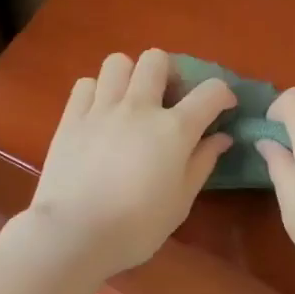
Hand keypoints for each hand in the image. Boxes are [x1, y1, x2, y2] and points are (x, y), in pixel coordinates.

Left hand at [23, 49, 234, 279]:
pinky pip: (86, 84)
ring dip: (130, 76)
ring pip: (118, 62)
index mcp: (174, 129)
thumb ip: (202, 163)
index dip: (223, 94)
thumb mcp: (181, 201)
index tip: (223, 108)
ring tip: (131, 101)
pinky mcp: (70, 118)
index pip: (210, 91)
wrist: (75, 233)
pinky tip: (100, 114)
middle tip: (169, 99)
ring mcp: (101, 109)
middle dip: (170, 73)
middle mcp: (139, 107)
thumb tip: (221, 137)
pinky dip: (97, 92)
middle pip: (157, 60)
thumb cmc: (137, 227)